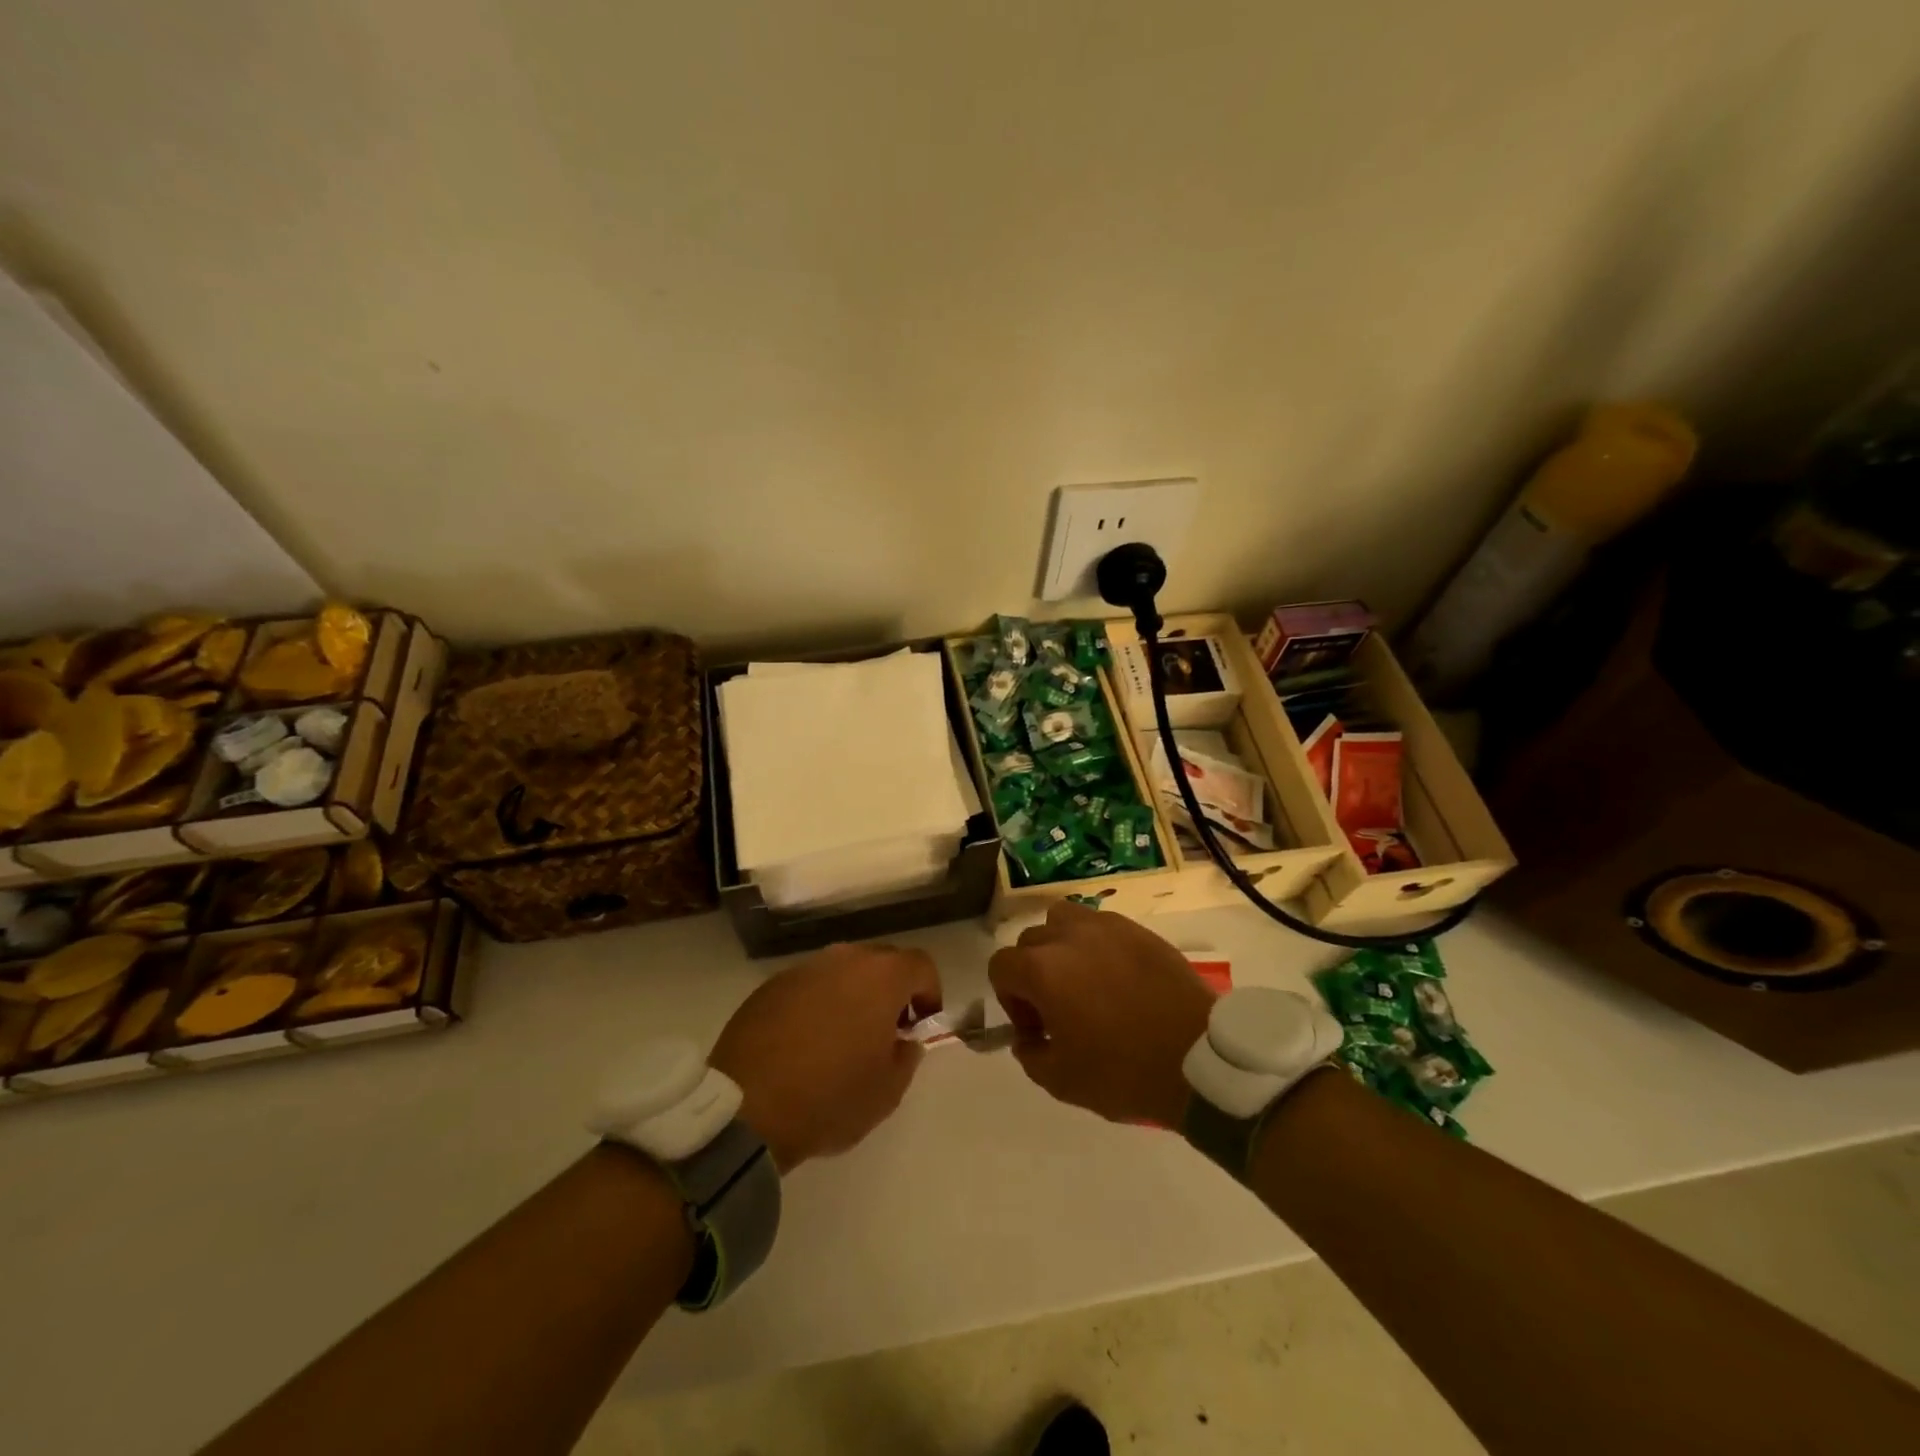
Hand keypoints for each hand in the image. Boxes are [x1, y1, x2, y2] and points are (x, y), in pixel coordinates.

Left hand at [710, 942, 939, 1171]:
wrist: (746, 1108)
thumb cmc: (830, 1098)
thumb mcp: (888, 1091)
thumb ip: (907, 1056)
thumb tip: (903, 1040)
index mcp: (881, 977)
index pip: (921, 965)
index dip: (929, 993)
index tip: (921, 1026)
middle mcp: (843, 959)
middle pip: (881, 961)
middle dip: (891, 990)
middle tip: (884, 1031)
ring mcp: (803, 969)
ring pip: (842, 971)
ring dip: (852, 995)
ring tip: (842, 1037)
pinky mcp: (770, 985)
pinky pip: (808, 986)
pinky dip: (817, 1004)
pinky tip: (805, 1042)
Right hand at [988, 901, 1214, 1126]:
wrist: (1200, 1060)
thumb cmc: (1124, 1072)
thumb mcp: (1062, 1081)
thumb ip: (1031, 1054)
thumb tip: (1029, 1038)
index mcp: (1043, 970)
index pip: (1001, 965)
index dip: (1009, 999)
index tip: (1036, 1028)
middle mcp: (1069, 937)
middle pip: (1030, 941)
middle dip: (1033, 973)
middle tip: (1058, 1009)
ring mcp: (1108, 928)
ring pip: (1064, 919)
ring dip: (1060, 945)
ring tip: (1082, 979)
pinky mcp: (1139, 931)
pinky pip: (1102, 926)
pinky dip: (1096, 944)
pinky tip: (1117, 977)